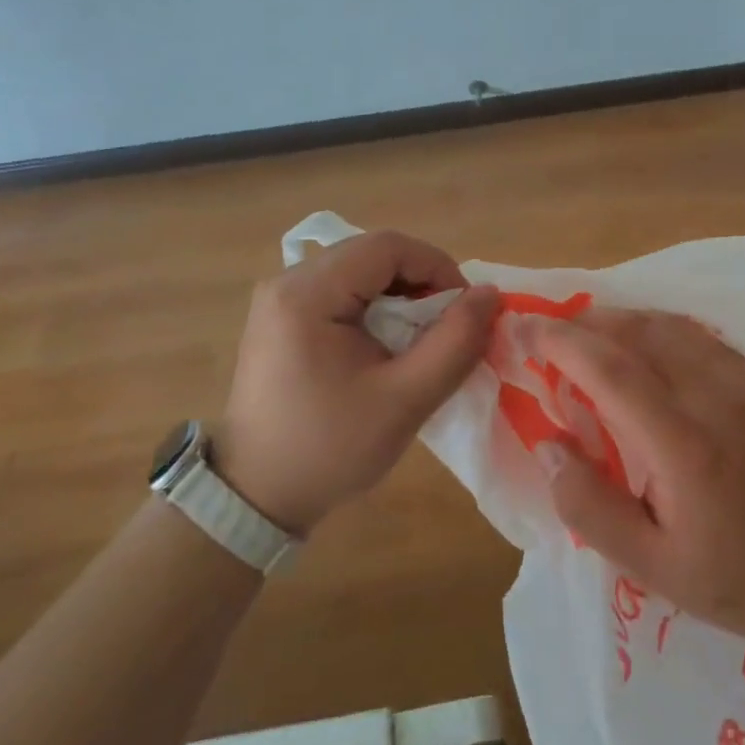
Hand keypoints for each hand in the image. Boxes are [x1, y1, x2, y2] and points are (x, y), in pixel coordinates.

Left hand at [216, 231, 498, 535]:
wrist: (255, 498)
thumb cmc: (329, 449)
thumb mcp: (404, 399)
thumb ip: (455, 342)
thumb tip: (490, 294)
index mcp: (307, 293)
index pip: (387, 247)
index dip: (437, 267)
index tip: (464, 310)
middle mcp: (288, 281)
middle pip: (372, 255)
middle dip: (421, 282)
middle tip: (448, 327)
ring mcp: (281, 298)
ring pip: (360, 271)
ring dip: (402, 295)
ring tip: (423, 339)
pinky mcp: (282, 317)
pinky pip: (343, 291)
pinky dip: (377, 308)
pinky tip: (389, 345)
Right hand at [531, 309, 744, 657]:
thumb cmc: (741, 579)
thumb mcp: (654, 569)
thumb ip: (591, 507)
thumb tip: (547, 446)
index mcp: (682, 444)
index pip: (609, 369)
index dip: (560, 341)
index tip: (523, 328)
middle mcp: (713, 395)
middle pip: (637, 333)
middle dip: (583, 322)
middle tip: (546, 327)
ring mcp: (744, 382)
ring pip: (669, 324)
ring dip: (620, 318)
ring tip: (585, 330)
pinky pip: (698, 334)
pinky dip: (658, 325)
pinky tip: (643, 339)